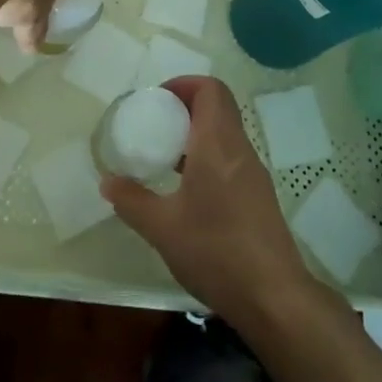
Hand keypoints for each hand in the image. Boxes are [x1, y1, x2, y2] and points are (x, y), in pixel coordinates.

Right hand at [101, 76, 317, 324]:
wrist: (274, 297)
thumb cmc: (215, 251)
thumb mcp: (162, 228)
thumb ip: (132, 201)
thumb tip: (108, 182)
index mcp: (217, 144)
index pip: (210, 89)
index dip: (184, 84)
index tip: (157, 100)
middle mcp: (239, 149)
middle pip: (218, 106)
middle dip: (185, 107)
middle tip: (156, 125)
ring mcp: (253, 173)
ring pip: (225, 133)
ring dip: (197, 133)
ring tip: (166, 157)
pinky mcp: (259, 196)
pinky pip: (231, 158)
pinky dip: (208, 157)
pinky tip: (187, 191)